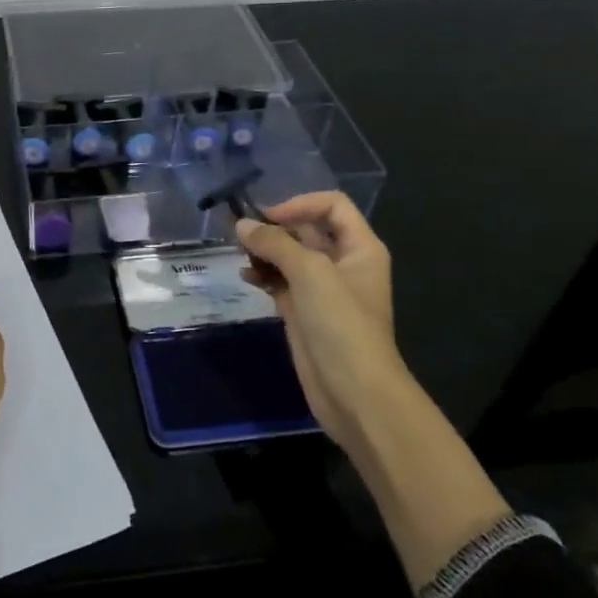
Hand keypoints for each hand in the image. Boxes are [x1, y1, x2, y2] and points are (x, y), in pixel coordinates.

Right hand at [236, 194, 402, 452]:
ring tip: (238, 252)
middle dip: (274, 227)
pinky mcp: (304, 312)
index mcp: (360, 247)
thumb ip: (275, 243)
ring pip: (290, 256)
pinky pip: (280, 282)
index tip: (267, 218)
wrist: (354, 392)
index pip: (331, 205)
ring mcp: (323, 290)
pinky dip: (263, 275)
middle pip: (307, 229)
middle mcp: (343, 263)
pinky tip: (245, 276)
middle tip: (239, 231)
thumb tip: (241, 224)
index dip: (299, 204)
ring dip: (264, 250)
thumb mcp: (310, 272)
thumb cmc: (340, 323)